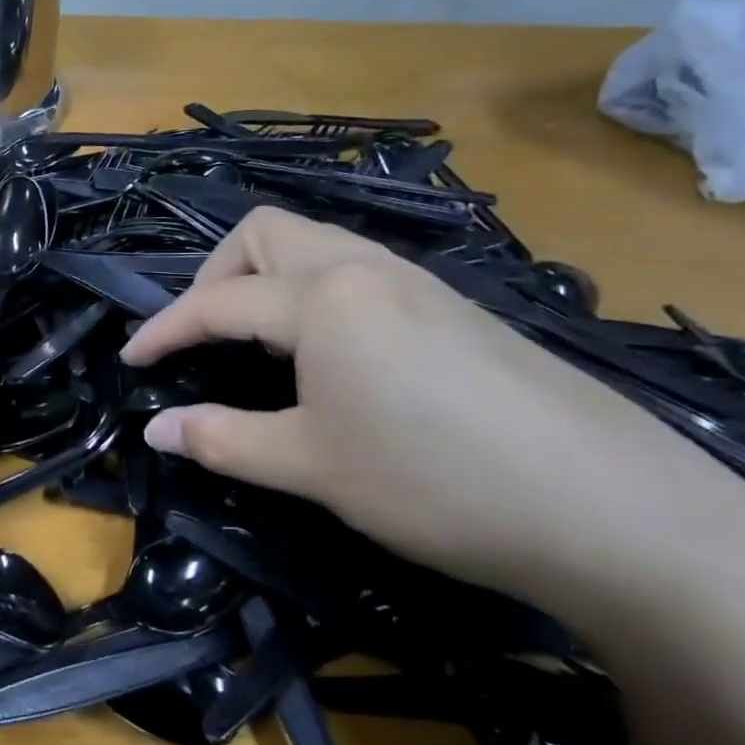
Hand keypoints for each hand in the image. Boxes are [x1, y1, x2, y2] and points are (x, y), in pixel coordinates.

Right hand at [119, 209, 744, 599]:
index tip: (130, 362)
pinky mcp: (455, 307)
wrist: (614, 511)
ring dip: (266, 278)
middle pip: (265, 233)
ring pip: (316, 245)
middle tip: (200, 335)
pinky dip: (314, 293)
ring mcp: (419, 282)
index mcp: (323, 297)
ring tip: (254, 340)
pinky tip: (329, 353)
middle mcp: (366, 268)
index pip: (217, 301)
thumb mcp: (310, 465)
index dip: (164, 330)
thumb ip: (222, 439)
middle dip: (215, 274)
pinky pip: (359, 272)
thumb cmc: (434, 481)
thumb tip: (154, 430)